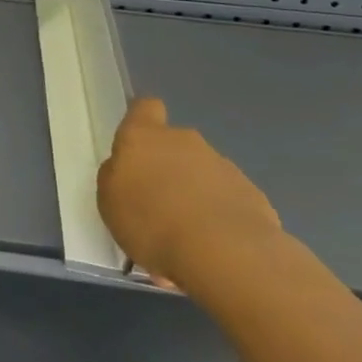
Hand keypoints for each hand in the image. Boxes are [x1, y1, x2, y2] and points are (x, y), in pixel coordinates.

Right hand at [96, 96, 281, 289]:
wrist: (226, 254)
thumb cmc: (151, 221)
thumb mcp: (109, 201)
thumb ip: (116, 177)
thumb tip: (128, 171)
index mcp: (144, 136)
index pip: (145, 108)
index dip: (142, 120)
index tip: (139, 145)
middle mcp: (184, 141)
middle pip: (175, 144)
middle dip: (169, 168)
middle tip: (159, 205)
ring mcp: (222, 166)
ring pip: (203, 173)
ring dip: (196, 194)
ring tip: (188, 235)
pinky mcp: (253, 194)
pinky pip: (228, 199)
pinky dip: (220, 217)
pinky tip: (215, 247)